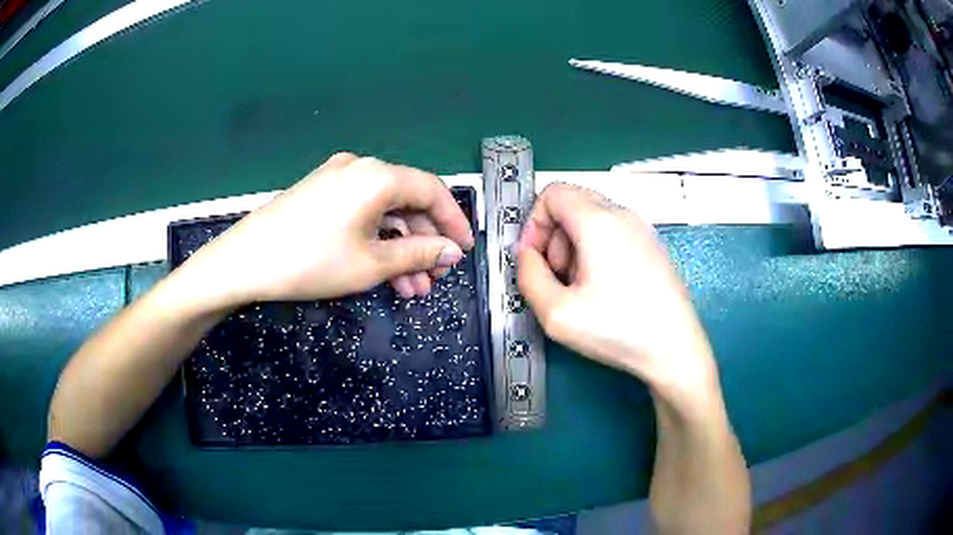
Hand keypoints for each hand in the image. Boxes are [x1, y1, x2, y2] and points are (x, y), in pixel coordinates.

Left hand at [182, 153, 474, 306]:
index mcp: (378, 176)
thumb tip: (452, 252)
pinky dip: (377, 239)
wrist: (245, 262)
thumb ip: (419, 254)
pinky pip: (362, 212)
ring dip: (401, 247)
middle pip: (408, 201)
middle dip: (425, 243)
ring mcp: (338, 177)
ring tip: (411, 288)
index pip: (433, 191)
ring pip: (384, 211)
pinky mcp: (322, 192)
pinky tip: (384, 271)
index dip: (454, 222)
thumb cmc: (312, 262)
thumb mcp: (371, 264)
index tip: (465, 251)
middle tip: (434, 279)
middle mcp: (361, 168)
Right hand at [517, 183, 718, 407]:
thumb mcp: (556, 313)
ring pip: (591, 218)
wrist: (675, 349)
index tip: (534, 258)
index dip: (533, 223)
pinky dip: (596, 250)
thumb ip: (528, 276)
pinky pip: (612, 232)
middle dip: (553, 238)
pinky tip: (603, 288)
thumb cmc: (619, 330)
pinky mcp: (651, 244)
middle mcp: (623, 214)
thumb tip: (528, 256)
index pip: (552, 193)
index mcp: (599, 222)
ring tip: (580, 288)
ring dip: (573, 246)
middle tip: (557, 278)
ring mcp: (641, 228)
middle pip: (571, 203)